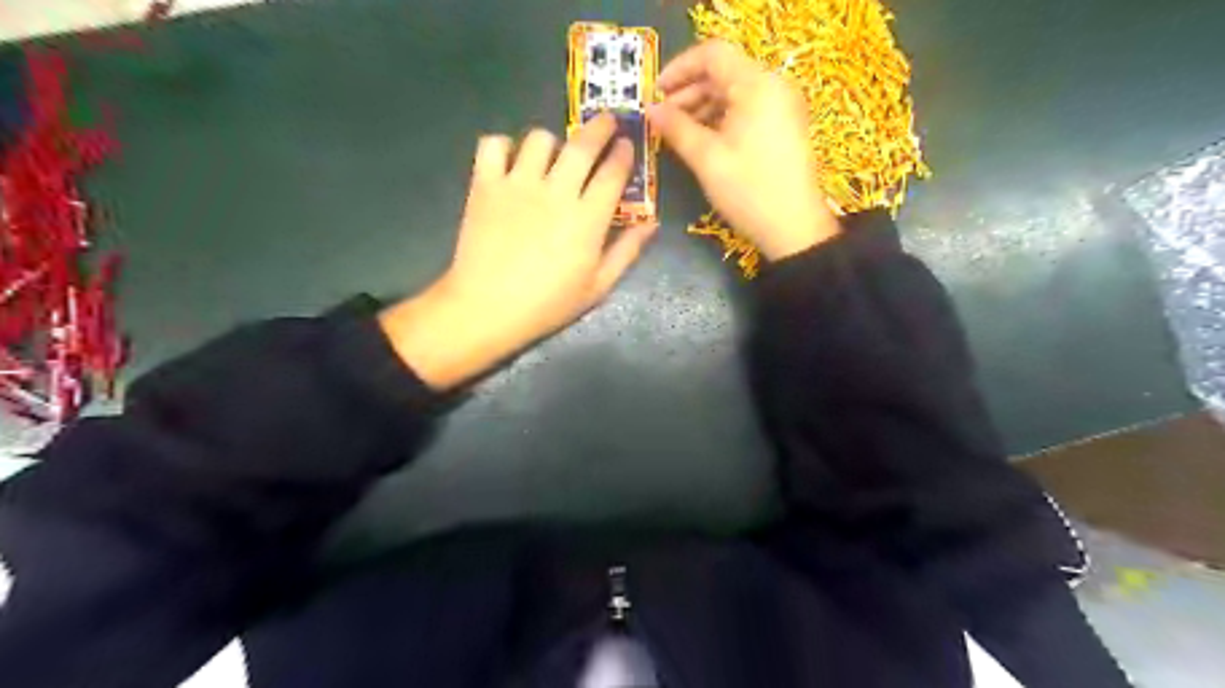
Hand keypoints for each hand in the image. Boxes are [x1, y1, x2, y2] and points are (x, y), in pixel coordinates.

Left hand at [382, 115, 654, 388]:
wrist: (487, 308)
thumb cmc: (547, 304)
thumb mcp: (597, 287)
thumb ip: (627, 251)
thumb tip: (652, 224)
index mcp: (587, 218)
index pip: (613, 172)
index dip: (624, 153)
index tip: (628, 145)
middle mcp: (556, 191)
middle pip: (583, 145)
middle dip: (601, 127)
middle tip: (607, 121)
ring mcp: (517, 184)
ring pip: (539, 138)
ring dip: (552, 142)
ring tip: (552, 155)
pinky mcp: (484, 184)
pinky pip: (493, 144)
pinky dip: (503, 146)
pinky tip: (510, 162)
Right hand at [646, 40, 837, 259]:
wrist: (794, 228)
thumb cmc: (749, 191)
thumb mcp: (706, 159)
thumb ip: (676, 128)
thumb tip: (651, 110)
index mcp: (756, 85)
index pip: (712, 55)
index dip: (678, 69)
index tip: (654, 93)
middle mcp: (772, 86)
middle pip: (723, 73)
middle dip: (688, 92)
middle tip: (660, 118)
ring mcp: (781, 106)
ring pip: (733, 92)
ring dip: (702, 107)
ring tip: (676, 132)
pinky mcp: (782, 125)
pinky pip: (746, 109)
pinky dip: (720, 118)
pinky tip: (700, 139)